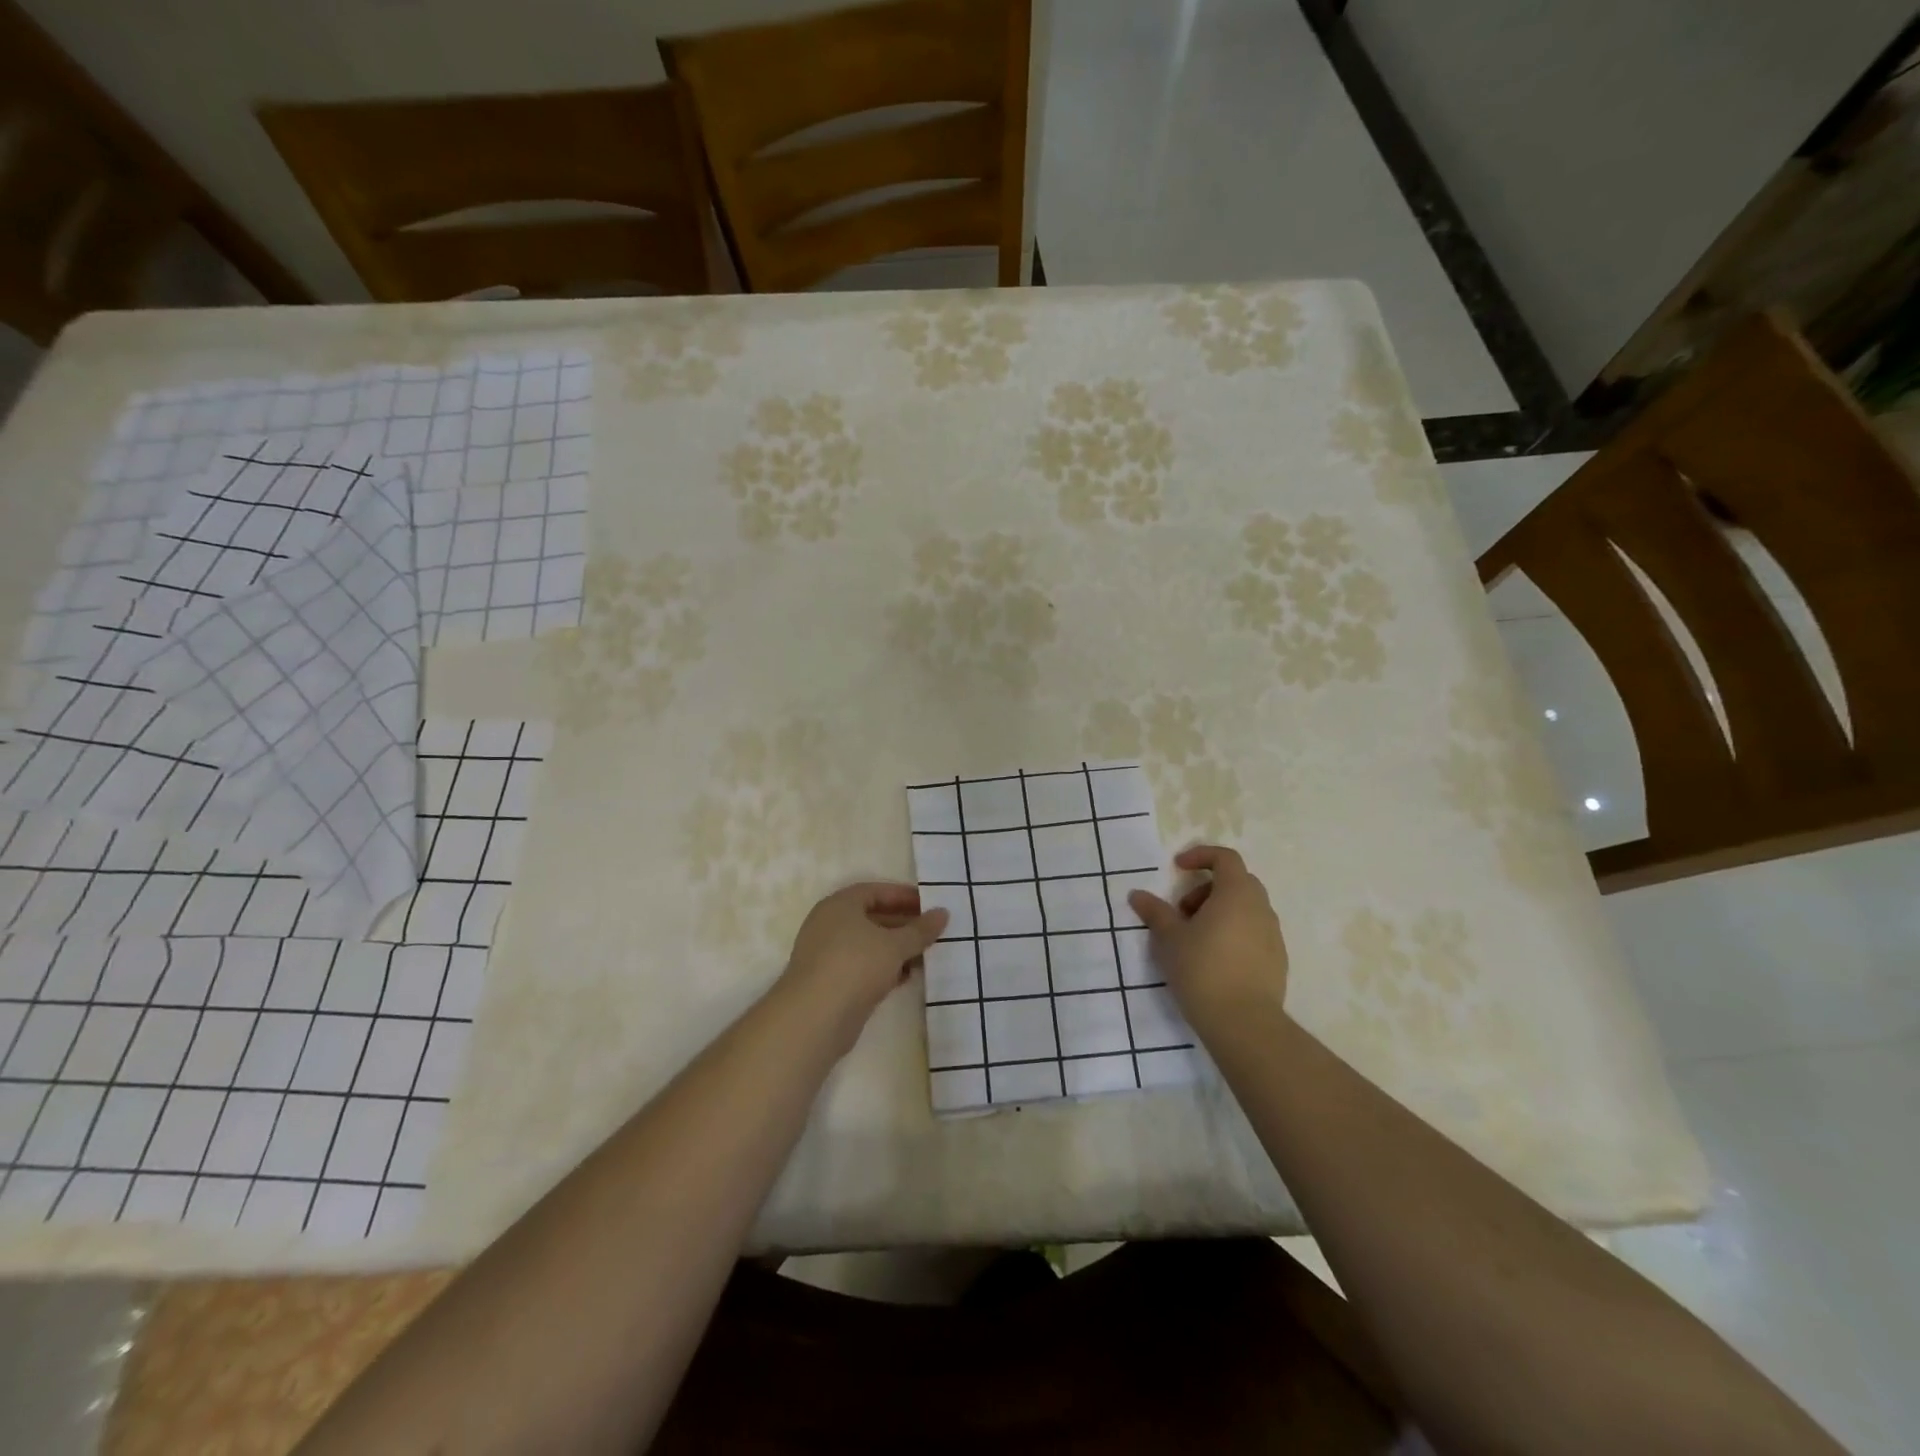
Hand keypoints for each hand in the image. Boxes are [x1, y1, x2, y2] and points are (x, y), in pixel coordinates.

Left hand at [778, 882, 948, 1050]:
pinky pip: (863, 967)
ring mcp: (828, 954)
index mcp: (840, 905)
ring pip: (869, 944)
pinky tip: (907, 976)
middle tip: (933, 931)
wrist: (814, 1018)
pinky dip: (885, 968)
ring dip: (896, 949)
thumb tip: (943, 912)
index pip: (875, 891)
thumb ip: (920, 929)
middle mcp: (830, 924)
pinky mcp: (831, 982)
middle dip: (903, 924)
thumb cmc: (855, 966)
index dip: (904, 896)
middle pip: (872, 917)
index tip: (930, 905)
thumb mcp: (895, 945)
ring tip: (926, 954)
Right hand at [1128, 845, 1288, 1033]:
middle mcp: (1260, 907)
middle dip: (1207, 888)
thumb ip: (1155, 912)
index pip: (1225, 857)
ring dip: (1220, 911)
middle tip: (1183, 910)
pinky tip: (1215, 959)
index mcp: (1236, 893)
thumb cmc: (1202, 969)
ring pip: (1246, 908)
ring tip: (1195, 938)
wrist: (1244, 1023)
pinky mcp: (1278, 960)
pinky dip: (1234, 932)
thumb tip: (1137, 895)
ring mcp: (1273, 935)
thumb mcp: (1169, 938)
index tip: (1178, 868)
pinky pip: (1254, 932)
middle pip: (1237, 882)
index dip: (1200, 856)